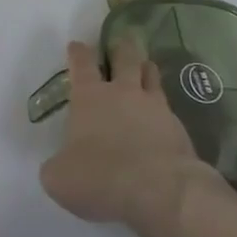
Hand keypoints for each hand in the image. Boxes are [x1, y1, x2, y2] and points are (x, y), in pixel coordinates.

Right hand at [39, 39, 226, 236]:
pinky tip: (163, 118)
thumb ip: (57, 166)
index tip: (77, 45)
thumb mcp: (60, 178)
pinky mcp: (180, 130)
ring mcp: (155, 108)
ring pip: (151, 76)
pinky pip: (170, 109)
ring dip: (146, 69)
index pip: (81, 63)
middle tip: (122, 43)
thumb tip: (61, 166)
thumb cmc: (100, 177)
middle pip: (124, 58)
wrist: (161, 193)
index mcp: (89, 96)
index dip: (78, 52)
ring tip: (146, 67)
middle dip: (121, 48)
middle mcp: (122, 93)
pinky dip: (164, 109)